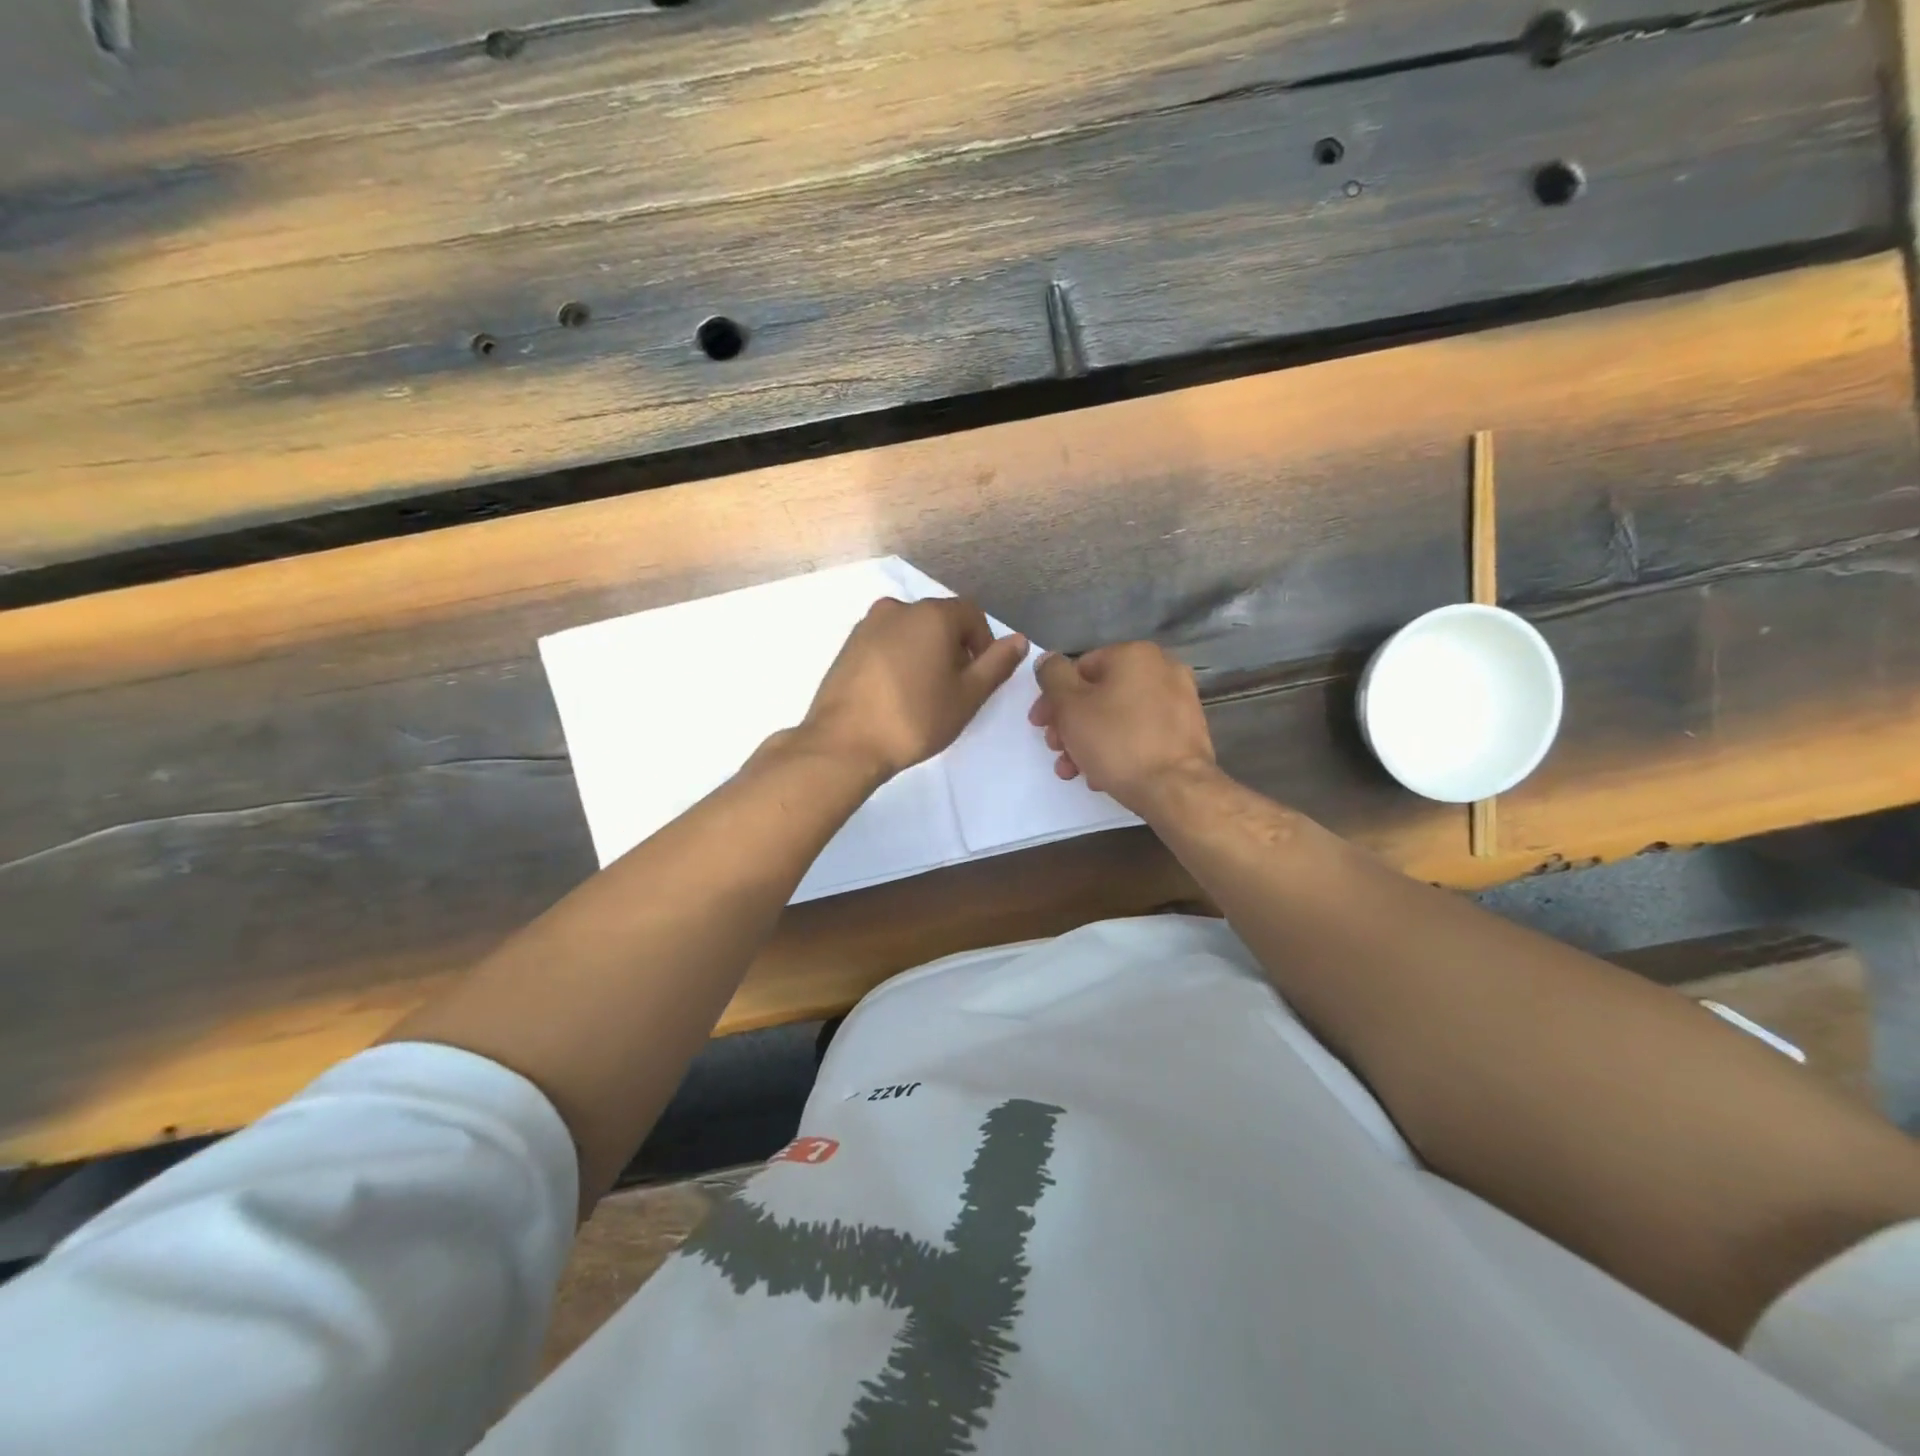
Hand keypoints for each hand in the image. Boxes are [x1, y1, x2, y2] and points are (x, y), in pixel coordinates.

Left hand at [801, 596, 1027, 780]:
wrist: (844, 742)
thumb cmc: (915, 719)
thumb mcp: (967, 696)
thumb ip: (996, 664)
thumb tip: (1019, 639)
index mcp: (932, 614)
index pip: (972, 615)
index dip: (983, 645)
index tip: (977, 679)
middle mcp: (898, 608)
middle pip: (940, 621)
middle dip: (953, 649)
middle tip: (952, 690)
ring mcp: (868, 624)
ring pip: (911, 632)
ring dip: (925, 654)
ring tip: (922, 694)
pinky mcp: (848, 645)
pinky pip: (886, 643)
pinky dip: (898, 659)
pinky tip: (894, 693)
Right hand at [1030, 642, 1215, 812]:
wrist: (1176, 789)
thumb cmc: (1117, 741)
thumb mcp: (1070, 706)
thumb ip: (1052, 676)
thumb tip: (1048, 660)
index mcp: (1134, 654)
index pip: (1078, 669)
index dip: (1053, 698)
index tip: (1040, 726)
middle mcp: (1162, 669)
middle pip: (1099, 694)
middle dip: (1071, 724)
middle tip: (1056, 750)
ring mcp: (1180, 701)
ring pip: (1119, 716)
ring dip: (1090, 740)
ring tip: (1075, 770)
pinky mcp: (1187, 732)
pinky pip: (1141, 733)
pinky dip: (1119, 748)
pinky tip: (1103, 775)